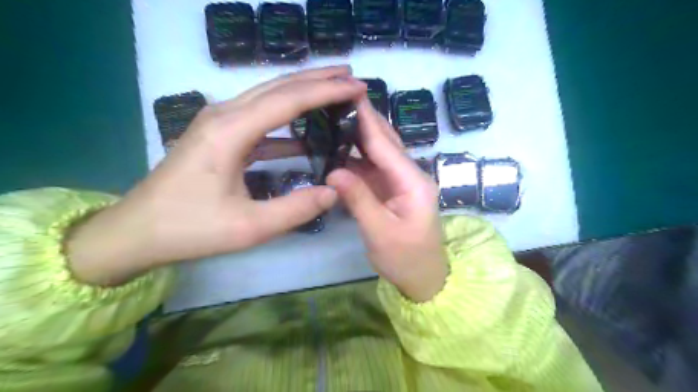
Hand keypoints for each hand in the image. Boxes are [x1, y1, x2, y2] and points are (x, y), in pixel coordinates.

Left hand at [67, 66, 366, 284]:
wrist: (138, 231)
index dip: (326, 91)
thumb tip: (334, 191)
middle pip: (279, 87)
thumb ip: (296, 209)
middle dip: (318, 79)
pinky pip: (259, 119)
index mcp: (231, 131)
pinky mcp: (219, 135)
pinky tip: (306, 132)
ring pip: (268, 97)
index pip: (289, 100)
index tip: (357, 87)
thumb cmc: (191, 228)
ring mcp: (219, 123)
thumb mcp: (249, 227)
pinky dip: (286, 120)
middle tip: (351, 77)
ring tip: (334, 93)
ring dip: (302, 93)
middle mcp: (224, 115)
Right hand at [326, 98, 447, 302]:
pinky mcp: (392, 191)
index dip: (366, 119)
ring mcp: (400, 182)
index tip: (350, 93)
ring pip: (378, 153)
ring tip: (334, 117)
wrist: (423, 279)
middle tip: (338, 98)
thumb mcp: (381, 232)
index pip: (385, 144)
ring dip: (358, 136)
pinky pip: (372, 168)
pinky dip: (356, 157)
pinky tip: (339, 149)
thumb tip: (333, 171)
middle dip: (364, 119)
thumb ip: (359, 200)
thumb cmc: (406, 259)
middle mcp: (409, 175)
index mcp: (413, 182)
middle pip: (385, 142)